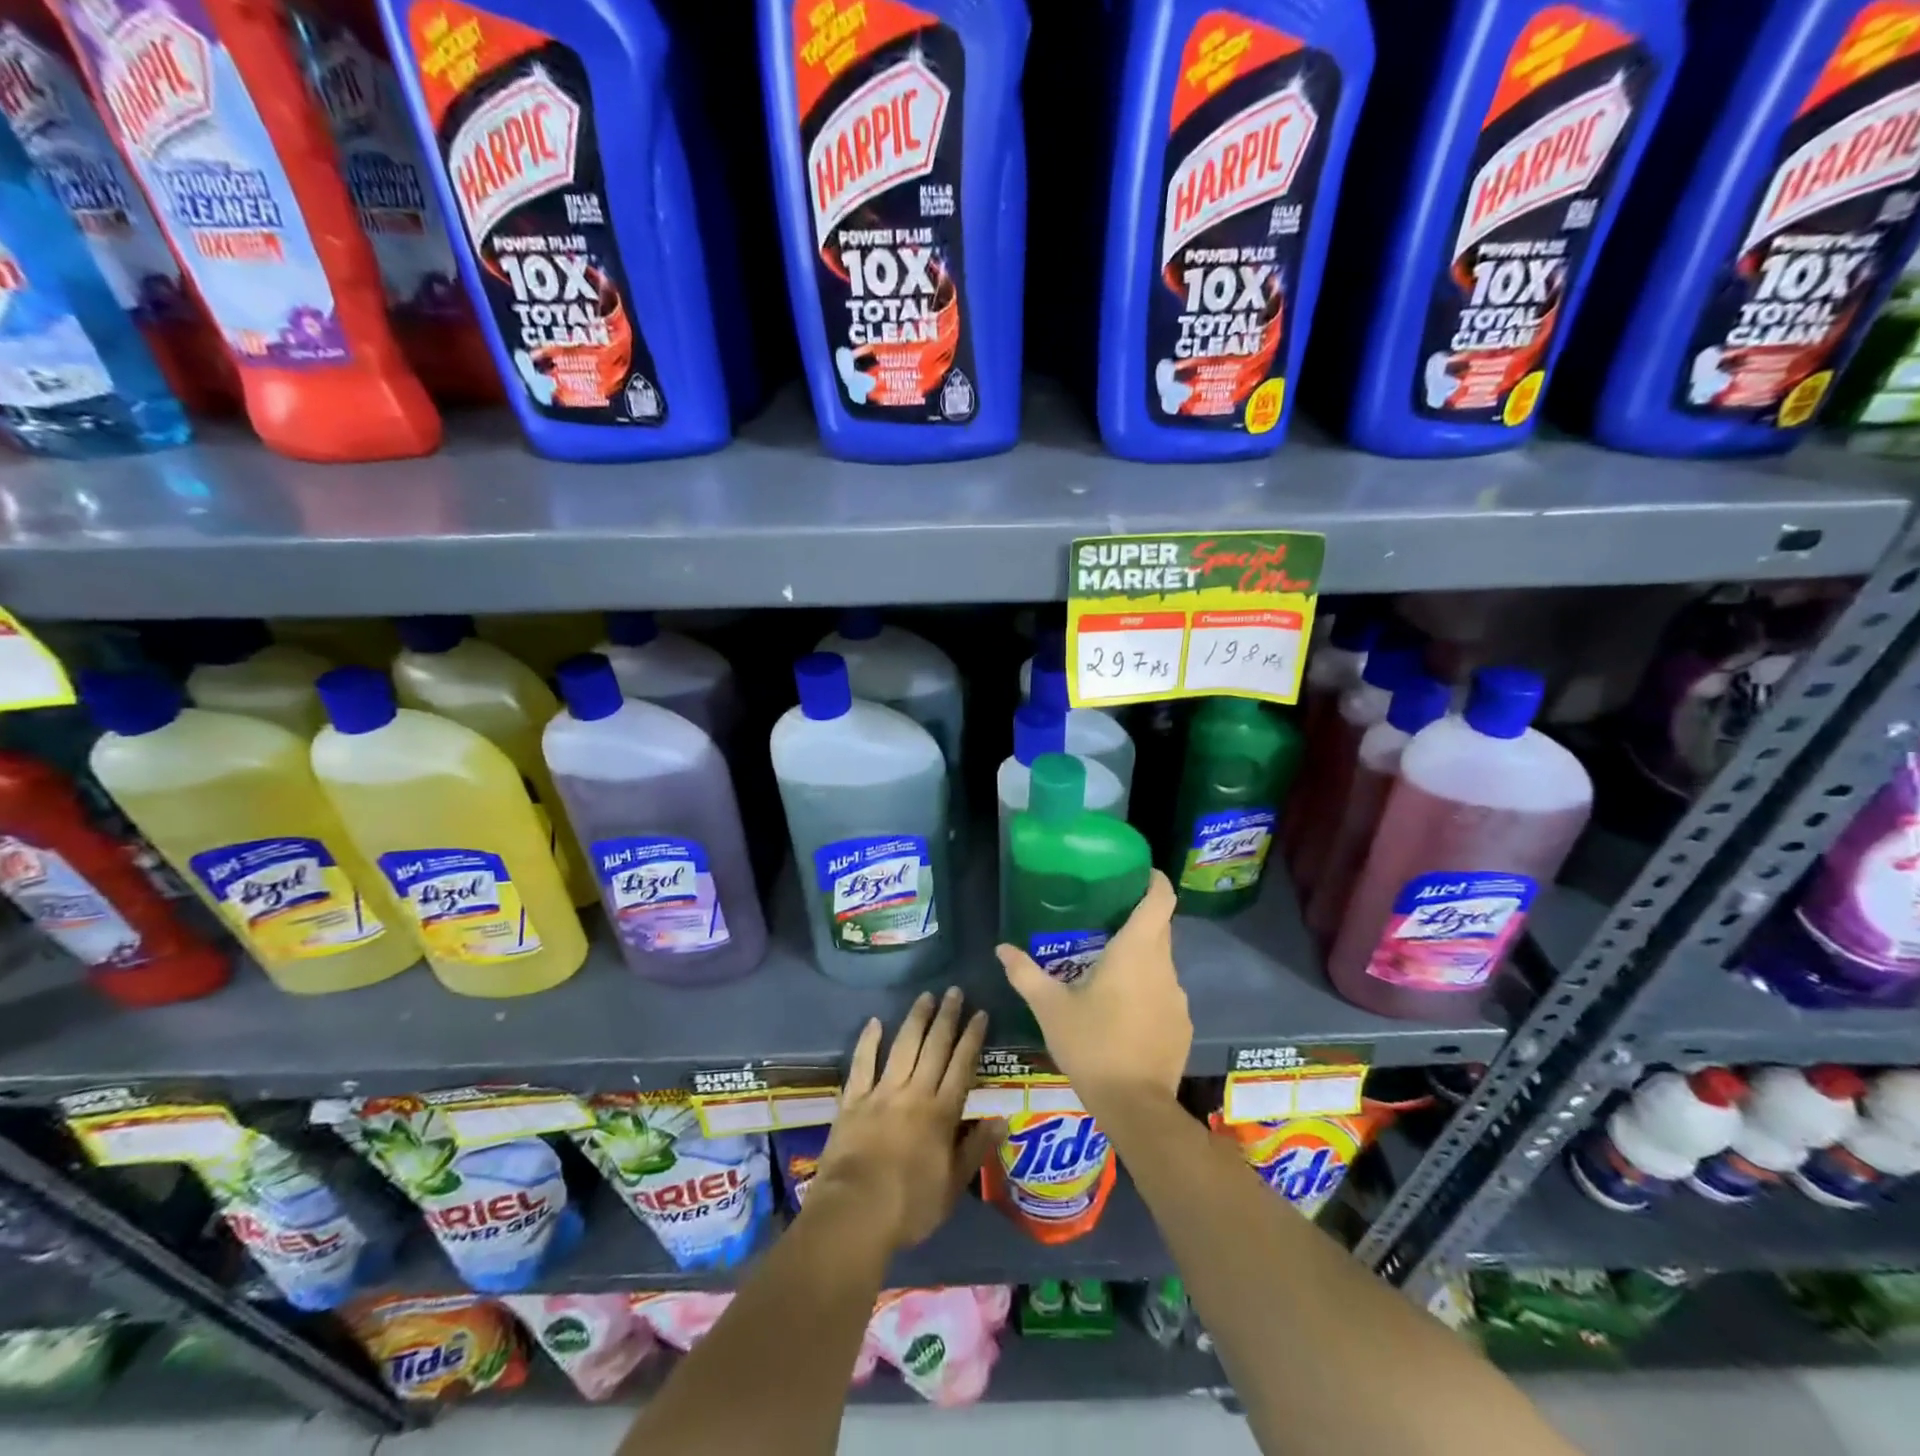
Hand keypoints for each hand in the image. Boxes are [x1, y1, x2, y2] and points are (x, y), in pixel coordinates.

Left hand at [807, 988, 1003, 1252]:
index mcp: (941, 1113)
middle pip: (934, 1048)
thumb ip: (976, 1149)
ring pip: (903, 1047)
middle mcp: (914, 1093)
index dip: (972, 1038)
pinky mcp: (853, 1100)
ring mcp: (881, 1093)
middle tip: (954, 991)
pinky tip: (875, 1022)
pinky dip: (868, 1041)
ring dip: (915, 1020)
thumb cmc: (909, 1206)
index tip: (980, 1013)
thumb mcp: (953, 1186)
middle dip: (947, 1017)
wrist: (855, 1212)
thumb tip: (1003, 1119)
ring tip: (925, 996)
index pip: (962, 1066)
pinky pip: (862, 1064)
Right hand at [996, 869, 1190, 1113]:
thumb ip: (1025, 973)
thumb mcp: (1050, 1008)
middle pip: (1159, 928)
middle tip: (1104, 919)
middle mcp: (1164, 967)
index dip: (1154, 880)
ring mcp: (1178, 998)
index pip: (1160, 899)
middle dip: (1137, 919)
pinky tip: (1123, 1013)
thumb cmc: (1091, 1045)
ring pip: (1160, 963)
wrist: (1135, 1107)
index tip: (1138, 873)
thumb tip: (1001, 948)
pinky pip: (1165, 994)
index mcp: (1136, 951)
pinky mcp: (1182, 1025)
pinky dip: (1147, 992)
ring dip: (1140, 959)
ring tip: (1107, 970)